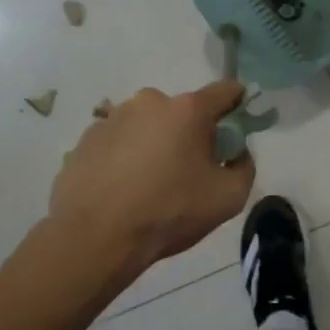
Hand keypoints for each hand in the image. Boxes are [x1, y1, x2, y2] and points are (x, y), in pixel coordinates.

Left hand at [48, 81, 255, 272]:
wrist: (94, 238)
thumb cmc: (169, 213)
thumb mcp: (229, 198)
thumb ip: (244, 167)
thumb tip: (236, 153)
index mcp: (188, 110)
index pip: (226, 91)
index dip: (238, 104)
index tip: (239, 126)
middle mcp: (149, 102)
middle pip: (183, 111)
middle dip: (191, 133)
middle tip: (189, 171)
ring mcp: (112, 118)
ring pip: (147, 126)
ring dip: (155, 145)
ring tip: (149, 185)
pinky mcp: (85, 140)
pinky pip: (118, 142)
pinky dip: (125, 158)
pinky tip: (122, 190)